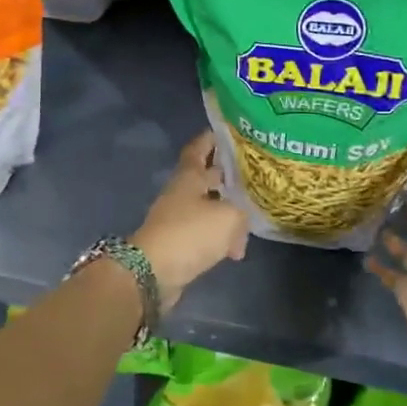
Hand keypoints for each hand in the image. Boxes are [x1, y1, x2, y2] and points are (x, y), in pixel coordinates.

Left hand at [132, 132, 249, 311]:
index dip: (211, 139)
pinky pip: (204, 232)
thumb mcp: (229, 217)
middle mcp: (182, 192)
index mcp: (189, 177)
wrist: (153, 272)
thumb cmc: (190, 233)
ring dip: (227, 211)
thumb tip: (241, 219)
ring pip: (208, 206)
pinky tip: (236, 249)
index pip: (199, 148)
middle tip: (253, 173)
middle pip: (206, 177)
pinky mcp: (178, 242)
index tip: (227, 132)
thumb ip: (242, 211)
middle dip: (226, 175)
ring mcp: (178, 217)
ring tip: (250, 217)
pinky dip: (220, 236)